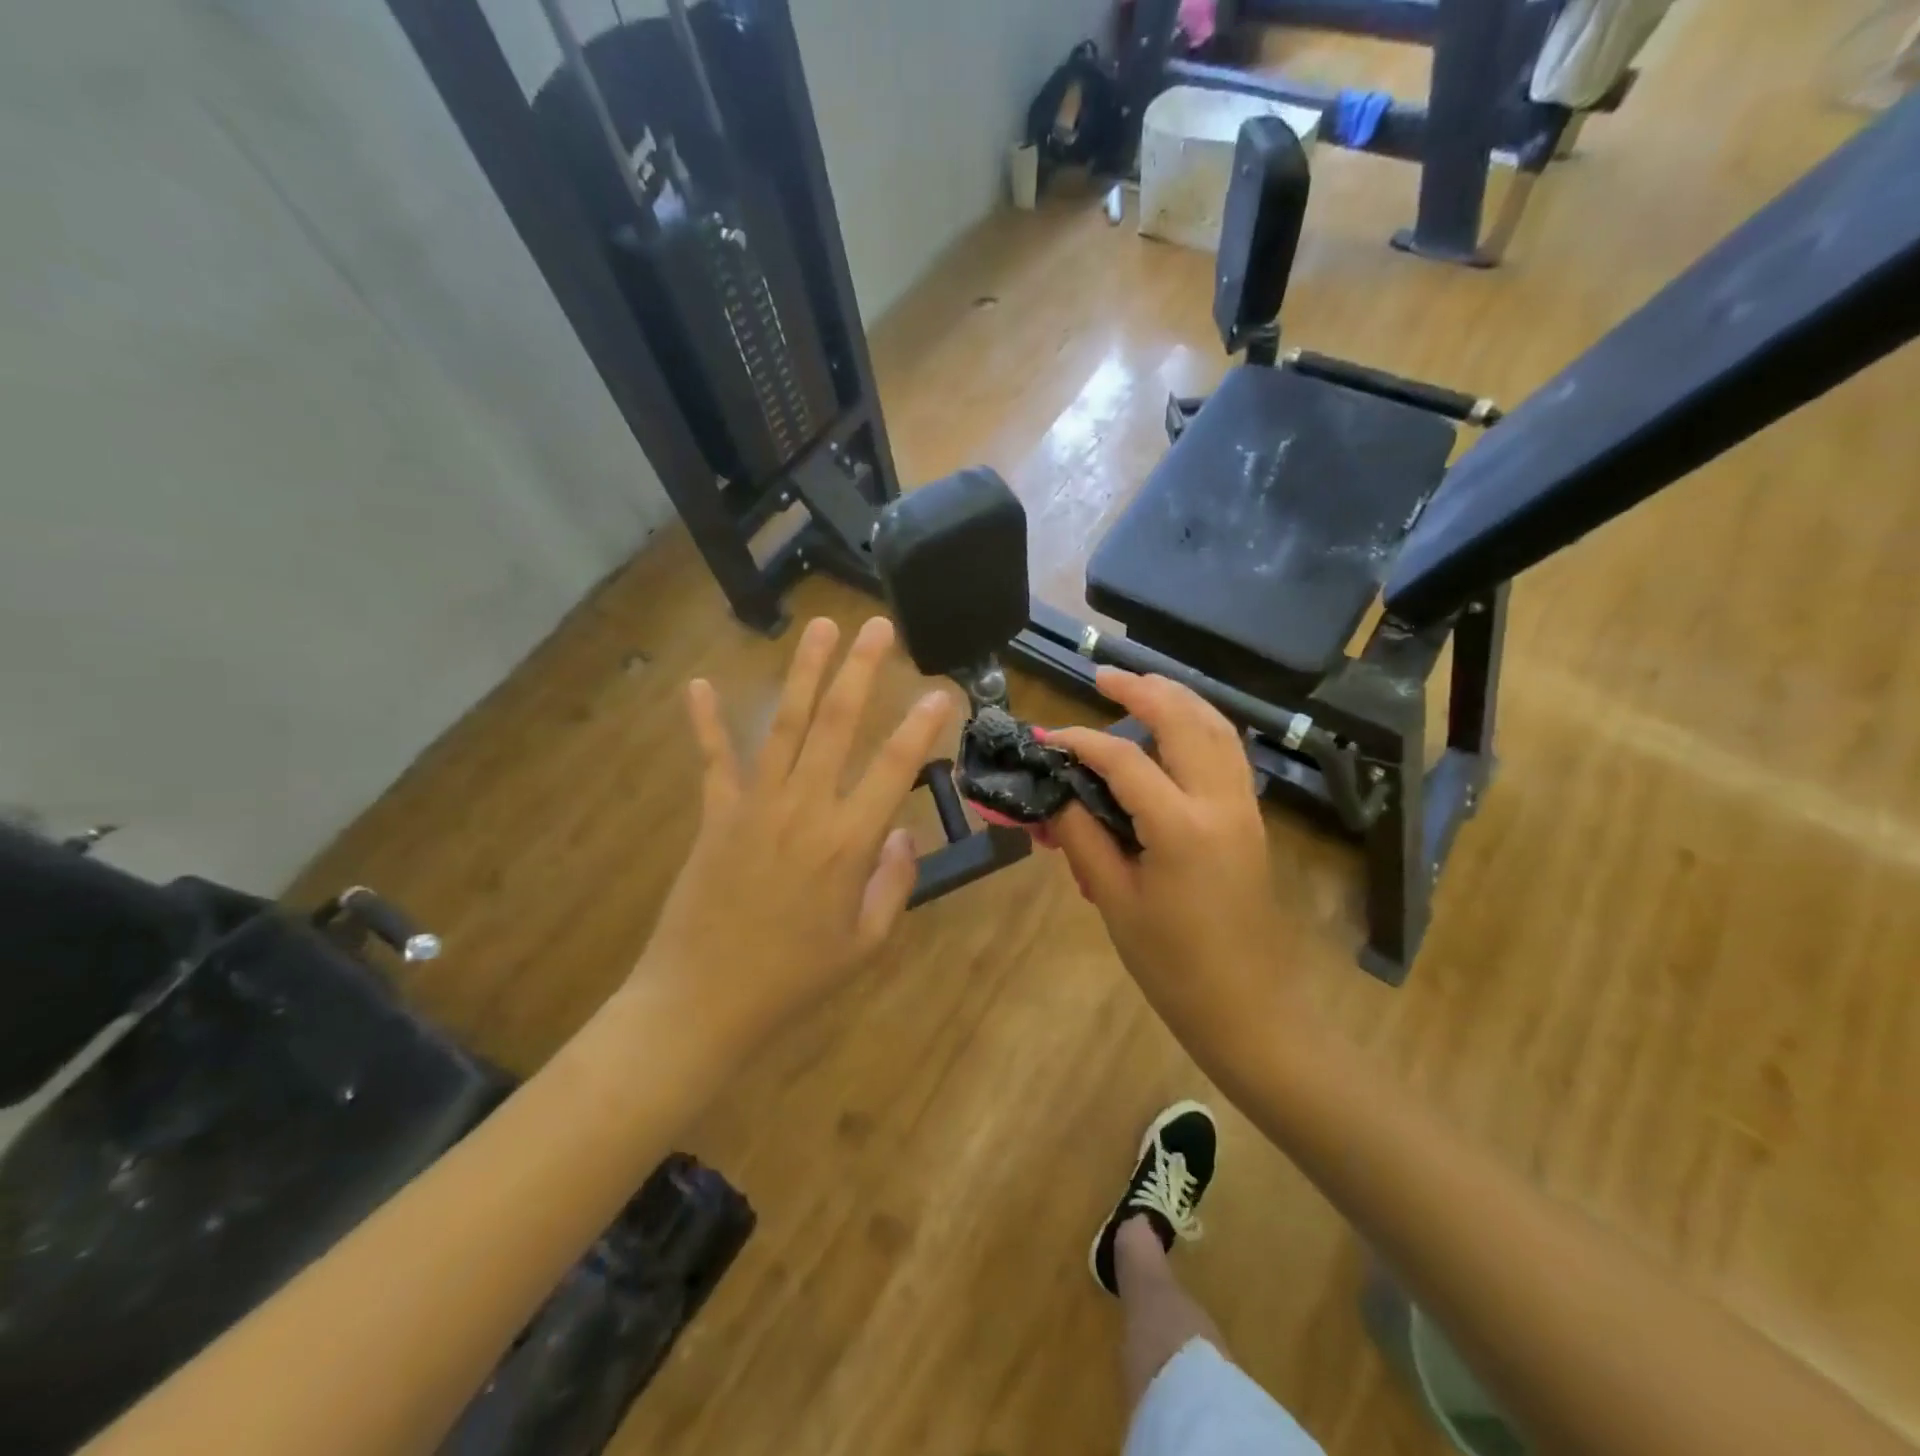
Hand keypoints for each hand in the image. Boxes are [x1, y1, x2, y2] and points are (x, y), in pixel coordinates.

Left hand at [633, 617, 955, 1056]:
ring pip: (786, 725)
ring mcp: (755, 804)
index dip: (921, 726)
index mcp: (847, 842)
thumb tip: (902, 834)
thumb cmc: (794, 979)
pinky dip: (705, 721)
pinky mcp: (716, 814)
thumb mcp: (866, 943)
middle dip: (860, 670)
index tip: (940, 692)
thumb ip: (894, 884)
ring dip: (804, 673)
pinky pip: (713, 759)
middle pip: (837, 724)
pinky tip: (697, 682)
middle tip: (877, 626)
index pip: (893, 768)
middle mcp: (804, 808)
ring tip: (820, 627)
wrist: (702, 1002)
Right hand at [1046, 671, 1303, 1052]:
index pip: (1125, 760)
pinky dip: (1202, 726)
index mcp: (1182, 826)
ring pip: (1218, 729)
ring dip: (1180, 699)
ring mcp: (1244, 809)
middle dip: (1144, 690)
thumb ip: (1083, 838)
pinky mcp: (1252, 821)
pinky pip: (1229, 754)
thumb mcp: (1115, 901)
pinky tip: (1179, 728)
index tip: (1046, 738)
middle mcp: (1221, 803)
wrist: (1249, 1010)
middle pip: (1185, 722)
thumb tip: (1055, 795)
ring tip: (1142, 686)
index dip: (1081, 742)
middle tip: (1104, 677)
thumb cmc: (1173, 966)